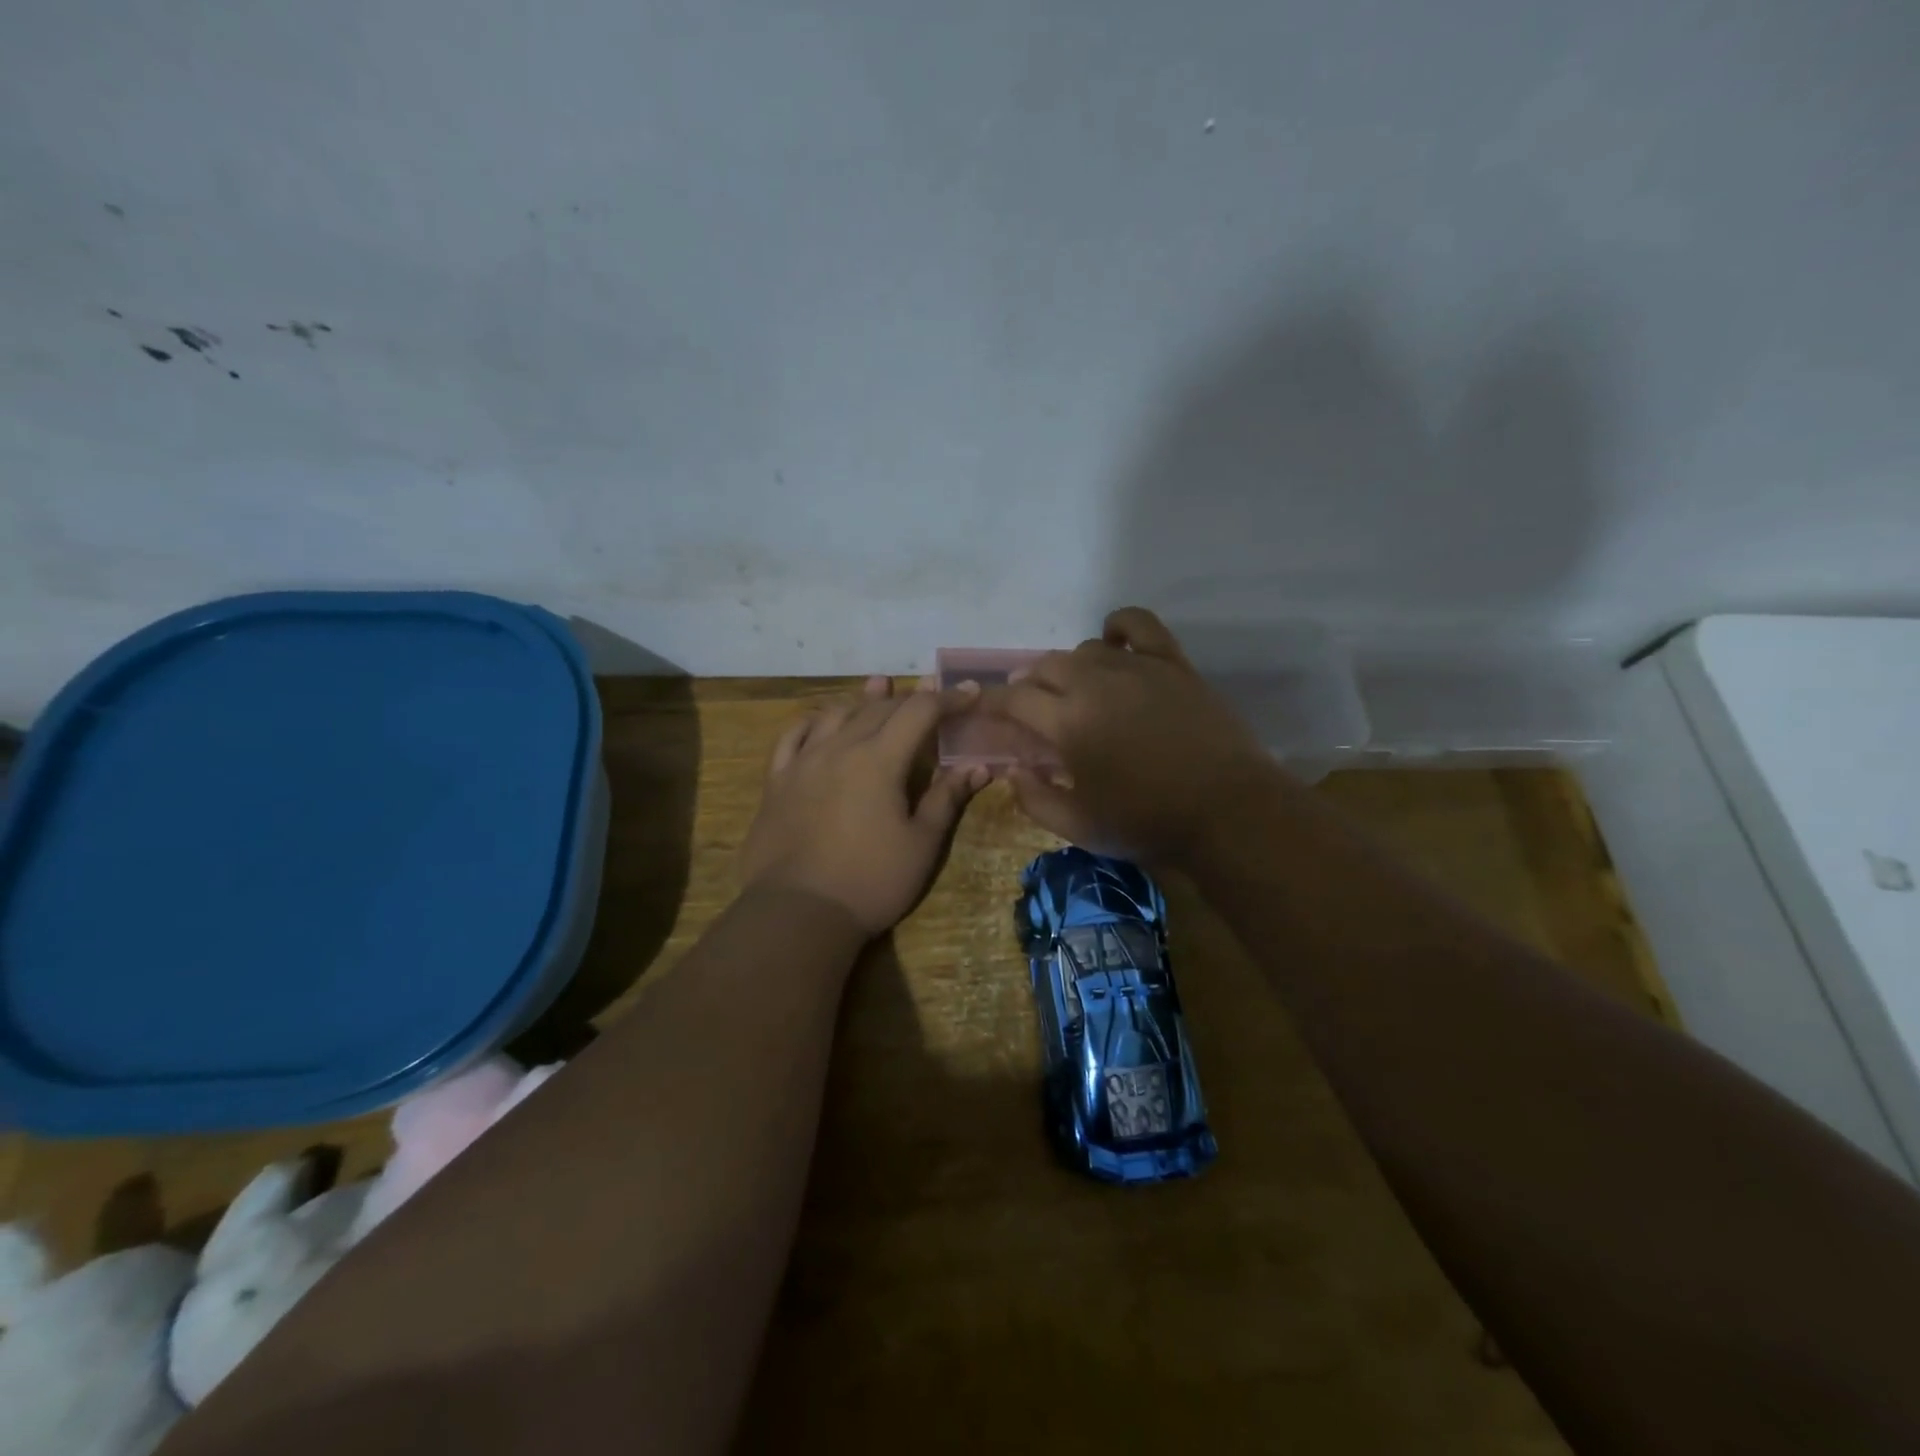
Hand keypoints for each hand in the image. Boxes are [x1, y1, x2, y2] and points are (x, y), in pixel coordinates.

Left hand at [740, 676, 988, 935]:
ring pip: (836, 714)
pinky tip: (820, 720)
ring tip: (880, 687)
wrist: (797, 913)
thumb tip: (978, 766)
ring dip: (863, 699)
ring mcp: (803, 762)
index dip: (949, 699)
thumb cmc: (871, 882)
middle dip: (910, 697)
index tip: (971, 692)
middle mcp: (840, 748)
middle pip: (879, 707)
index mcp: (880, 760)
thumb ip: (947, 798)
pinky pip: (792, 736)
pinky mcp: (777, 781)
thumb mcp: (921, 844)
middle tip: (933, 695)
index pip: (920, 712)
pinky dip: (812, 721)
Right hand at [975, 607, 1277, 863]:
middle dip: (1028, 685)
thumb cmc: (1148, 822)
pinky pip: (1139, 625)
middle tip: (1030, 708)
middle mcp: (1095, 682)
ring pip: (1085, 649)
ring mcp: (1137, 667)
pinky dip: (1118, 626)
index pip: (1013, 698)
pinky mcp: (1172, 663)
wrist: (1228, 811)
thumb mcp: (1079, 828)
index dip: (991, 701)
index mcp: (1068, 722)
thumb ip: (1035, 799)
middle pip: (1045, 667)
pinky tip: (1112, 640)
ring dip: (1068, 667)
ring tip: (1073, 689)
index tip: (982, 708)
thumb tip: (1012, 771)